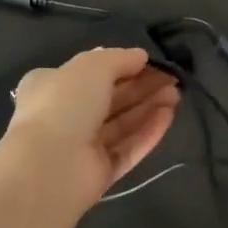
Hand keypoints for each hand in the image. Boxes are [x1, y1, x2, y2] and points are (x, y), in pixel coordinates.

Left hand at [0, 47, 179, 207]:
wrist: (50, 165)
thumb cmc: (65, 104)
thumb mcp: (93, 66)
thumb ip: (120, 58)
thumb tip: (141, 56)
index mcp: (52, 86)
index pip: (91, 73)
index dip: (123, 65)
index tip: (151, 62)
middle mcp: (65, 115)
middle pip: (111, 98)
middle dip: (142, 86)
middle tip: (172, 79)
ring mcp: (83, 146)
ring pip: (122, 123)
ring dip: (149, 107)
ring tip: (176, 95)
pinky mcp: (100, 171)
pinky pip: (128, 148)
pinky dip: (148, 132)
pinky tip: (169, 116)